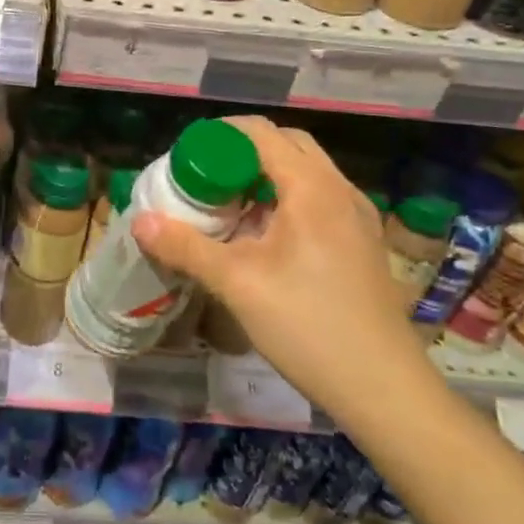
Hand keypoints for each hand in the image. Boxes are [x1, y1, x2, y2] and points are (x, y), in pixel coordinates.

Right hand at [130, 115, 432, 423]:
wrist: (385, 390)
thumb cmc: (308, 326)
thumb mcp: (236, 284)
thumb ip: (185, 247)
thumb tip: (139, 220)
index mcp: (312, 187)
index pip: (261, 132)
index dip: (219, 134)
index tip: (186, 155)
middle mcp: (339, 190)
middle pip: (286, 145)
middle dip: (241, 152)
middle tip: (205, 178)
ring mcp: (356, 217)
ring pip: (305, 173)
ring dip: (264, 176)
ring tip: (227, 206)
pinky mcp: (361, 242)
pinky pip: (318, 199)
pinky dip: (285, 199)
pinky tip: (262, 237)